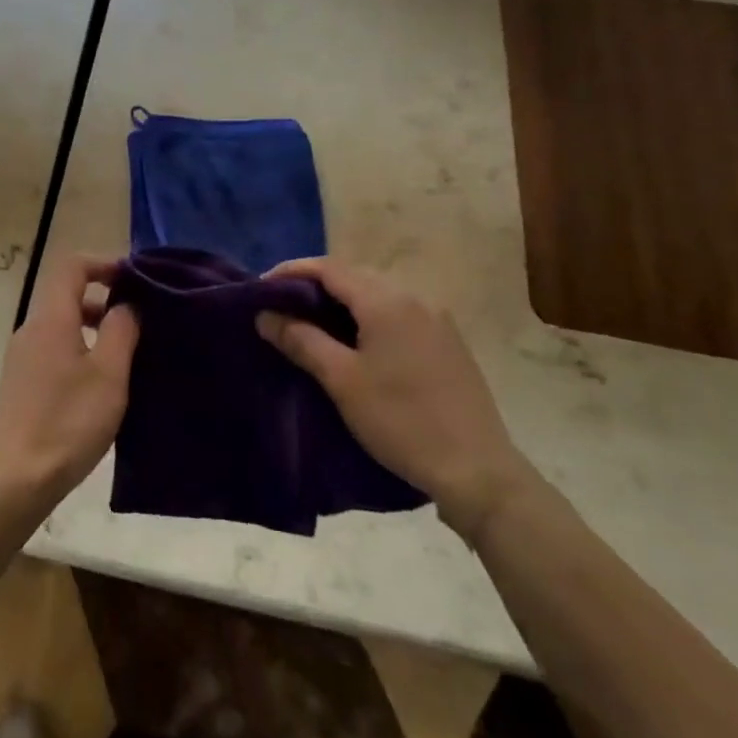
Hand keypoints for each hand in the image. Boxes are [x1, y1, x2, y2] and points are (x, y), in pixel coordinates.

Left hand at [0, 253, 138, 506]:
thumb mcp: (109, 374)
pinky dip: (78, 349)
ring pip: (60, 324)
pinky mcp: (21, 381)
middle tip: (138, 319)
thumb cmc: (69, 421)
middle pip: (65, 294)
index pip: (71, 266)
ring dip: (92, 326)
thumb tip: (126, 306)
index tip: (133, 279)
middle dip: (102, 298)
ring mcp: (22, 356)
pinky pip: (53, 348)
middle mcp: (31, 329)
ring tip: (124, 353)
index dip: (103, 263)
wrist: (18, 477)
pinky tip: (99, 382)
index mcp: (51, 319)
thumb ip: (121, 330)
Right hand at [257, 257, 531, 539]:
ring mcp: (437, 319)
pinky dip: (368, 314)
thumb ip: (301, 340)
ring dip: (342, 299)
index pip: (330, 268)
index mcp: (387, 302)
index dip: (292, 271)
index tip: (261, 286)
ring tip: (312, 321)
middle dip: (315, 284)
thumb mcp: (341, 380)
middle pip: (355, 275)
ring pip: (378, 293)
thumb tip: (265, 315)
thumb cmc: (400, 421)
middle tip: (282, 304)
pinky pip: (398, 311)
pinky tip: (355, 339)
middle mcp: (415, 298)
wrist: (476, 469)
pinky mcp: (447, 341)